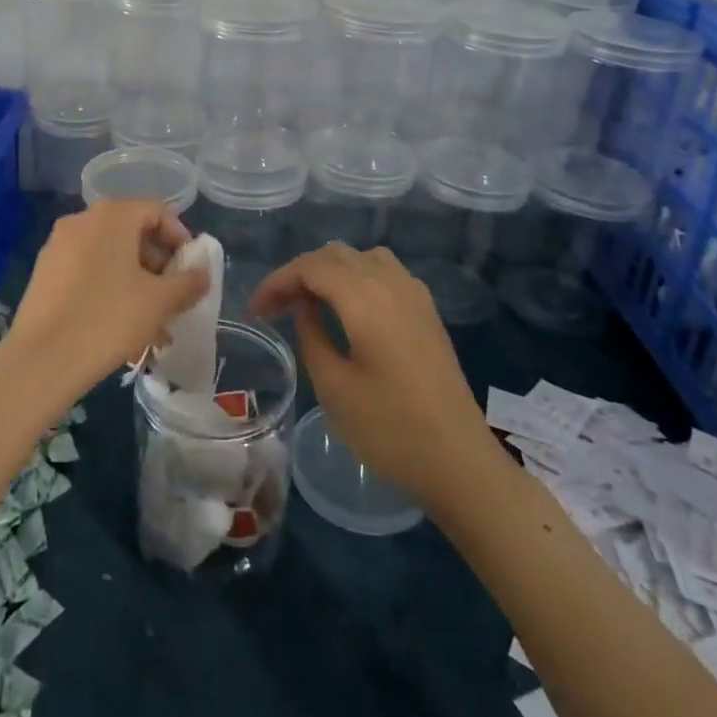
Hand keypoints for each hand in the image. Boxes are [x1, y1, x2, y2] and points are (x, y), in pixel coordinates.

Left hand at [5, 200, 210, 410]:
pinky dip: (109, 291)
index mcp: (112, 215)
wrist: (42, 359)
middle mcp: (82, 220)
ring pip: (110, 258)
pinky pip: (88, 273)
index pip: (156, 211)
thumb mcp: (159, 301)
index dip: (180, 237)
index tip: (190, 269)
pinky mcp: (45, 274)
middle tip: (173, 298)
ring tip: (153, 326)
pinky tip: (122, 329)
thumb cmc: (109, 318)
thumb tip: (202, 274)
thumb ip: (188, 283)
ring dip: (136, 284)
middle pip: (131, 233)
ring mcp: (59, 246)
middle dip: (158, 266)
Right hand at [250, 244, 484, 507]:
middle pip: (335, 254)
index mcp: (365, 297)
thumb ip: (311, 335)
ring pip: (361, 257)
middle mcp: (391, 282)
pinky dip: (356, 277)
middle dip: (300, 274)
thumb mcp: (334, 387)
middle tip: (276, 308)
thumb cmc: (390, 429)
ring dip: (330, 271)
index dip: (277, 282)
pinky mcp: (427, 311)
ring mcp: (414, 294)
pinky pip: (384, 272)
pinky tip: (349, 310)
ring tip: (309, 303)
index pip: (309, 267)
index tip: (256, 311)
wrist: (460, 462)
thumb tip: (304, 307)